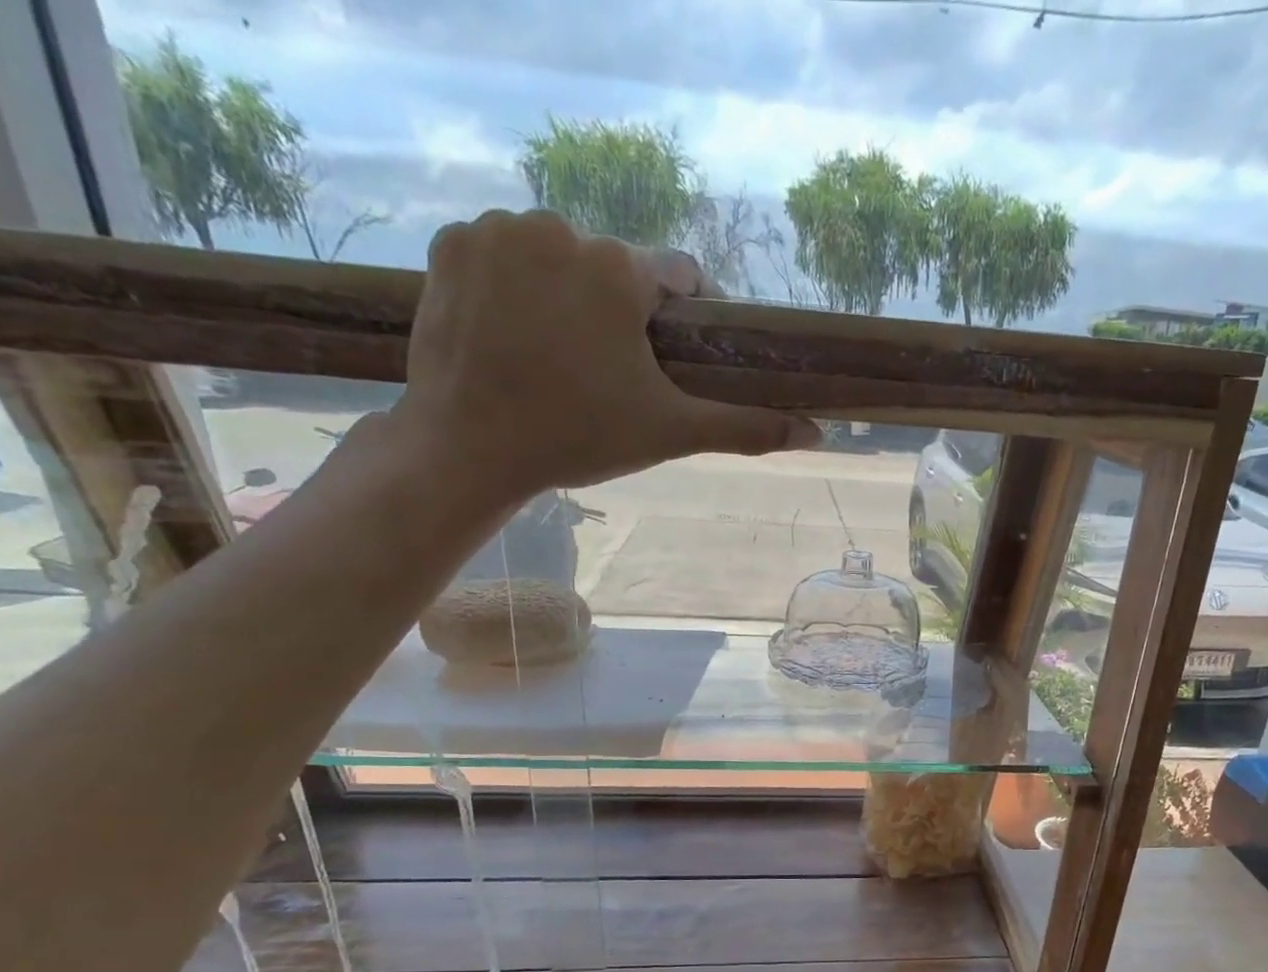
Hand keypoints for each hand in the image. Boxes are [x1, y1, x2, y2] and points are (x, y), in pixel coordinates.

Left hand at [390, 209, 817, 505]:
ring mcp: (496, 231)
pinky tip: (513, 333)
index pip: (675, 273)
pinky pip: (502, 255)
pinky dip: (514, 286)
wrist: (470, 447)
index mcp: (617, 269)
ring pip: (557, 257)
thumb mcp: (670, 433)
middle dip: (619, 311)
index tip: (673, 353)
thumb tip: (817, 435)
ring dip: (567, 295)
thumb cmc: (579, 438)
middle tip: (609, 372)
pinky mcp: (450, 244)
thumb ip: (745, 427)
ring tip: (559, 356)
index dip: (684, 314)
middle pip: (611, 267)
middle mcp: (558, 228)